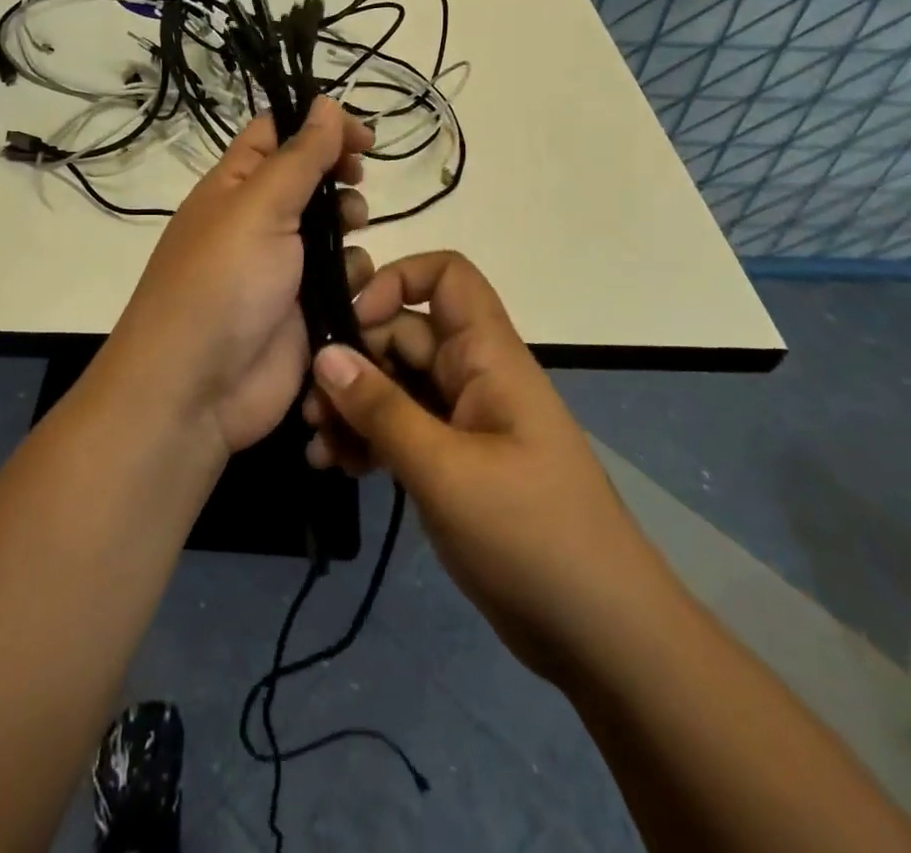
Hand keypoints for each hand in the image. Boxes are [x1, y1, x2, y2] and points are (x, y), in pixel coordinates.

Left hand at [104, 97, 374, 455]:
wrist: (197, 390)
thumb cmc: (222, 283)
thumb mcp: (259, 207)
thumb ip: (300, 156)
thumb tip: (326, 103)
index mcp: (235, 185)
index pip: (277, 133)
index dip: (319, 124)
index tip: (362, 136)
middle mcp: (259, 220)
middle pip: (312, 179)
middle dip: (340, 177)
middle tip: (356, 182)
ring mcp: (284, 267)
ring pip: (335, 229)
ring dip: (350, 228)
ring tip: (349, 235)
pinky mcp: (307, 310)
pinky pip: (344, 279)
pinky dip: (354, 280)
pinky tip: (350, 291)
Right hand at [301, 252, 646, 684]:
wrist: (600, 634)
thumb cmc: (530, 535)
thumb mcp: (445, 470)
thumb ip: (381, 409)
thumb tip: (325, 353)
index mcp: (488, 356)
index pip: (447, 276)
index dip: (397, 281)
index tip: (353, 322)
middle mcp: (473, 375)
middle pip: (404, 335)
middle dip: (354, 361)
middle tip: (310, 405)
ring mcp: (464, 420)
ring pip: (396, 385)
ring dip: (353, 406)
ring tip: (316, 444)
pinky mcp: (455, 461)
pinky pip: (402, 429)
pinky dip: (368, 439)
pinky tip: (336, 466)